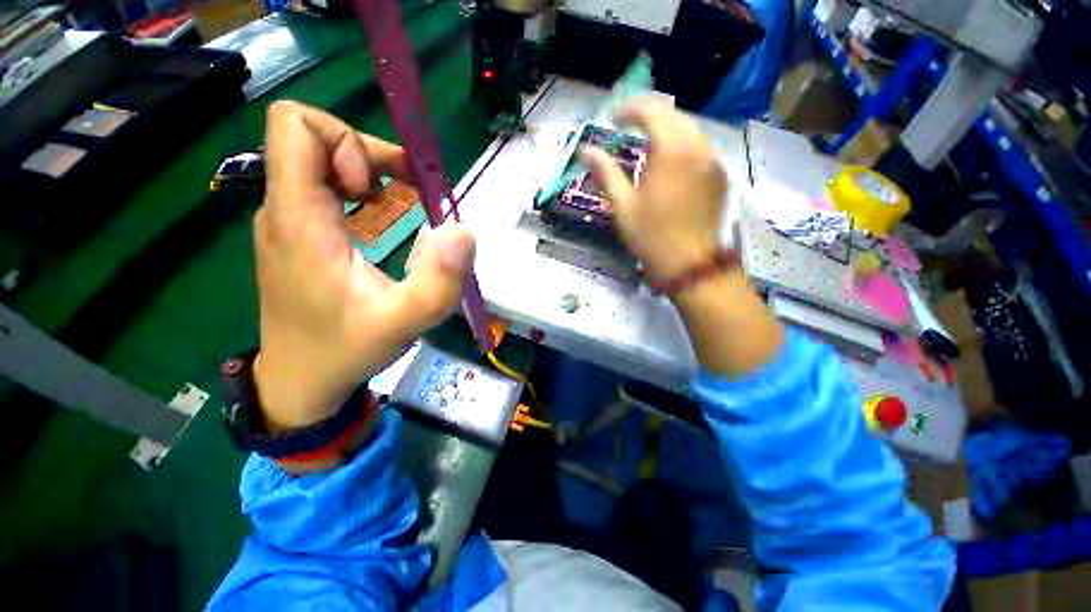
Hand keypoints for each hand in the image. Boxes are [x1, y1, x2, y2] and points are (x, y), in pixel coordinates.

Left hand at [253, 101, 474, 431]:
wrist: (301, 378)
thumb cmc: (348, 348)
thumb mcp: (406, 321)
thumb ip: (439, 279)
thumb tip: (461, 229)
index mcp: (299, 220)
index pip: (296, 126)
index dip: (347, 141)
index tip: (376, 189)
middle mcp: (282, 209)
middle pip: (310, 138)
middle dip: (366, 155)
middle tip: (401, 195)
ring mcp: (284, 221)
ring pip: (314, 159)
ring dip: (363, 171)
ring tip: (393, 206)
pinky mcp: (293, 233)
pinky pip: (316, 185)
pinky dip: (353, 189)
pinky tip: (374, 219)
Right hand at [584, 100, 783, 374]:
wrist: (692, 265)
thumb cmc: (652, 238)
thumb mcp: (622, 206)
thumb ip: (605, 173)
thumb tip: (586, 150)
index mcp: (671, 151)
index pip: (651, 111)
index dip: (629, 109)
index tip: (612, 119)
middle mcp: (698, 147)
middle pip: (674, 115)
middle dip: (649, 115)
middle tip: (628, 126)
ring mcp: (713, 161)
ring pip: (691, 129)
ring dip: (667, 128)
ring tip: (647, 141)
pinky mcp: (720, 176)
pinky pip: (701, 147)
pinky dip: (682, 144)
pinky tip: (669, 161)